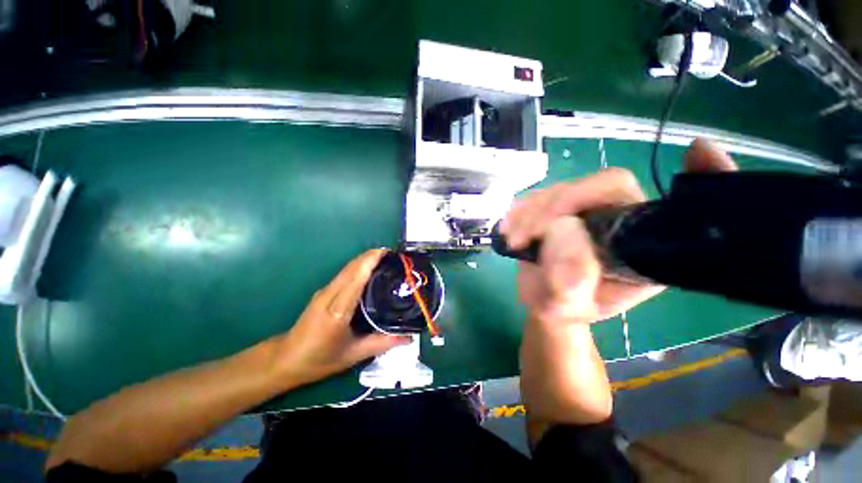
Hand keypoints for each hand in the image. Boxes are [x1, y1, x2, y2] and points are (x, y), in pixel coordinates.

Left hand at [274, 249, 410, 385]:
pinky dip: (358, 267)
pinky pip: (344, 274)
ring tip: (385, 260)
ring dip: (365, 259)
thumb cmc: (319, 359)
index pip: (357, 277)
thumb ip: (382, 343)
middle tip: (393, 255)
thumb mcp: (353, 354)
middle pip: (352, 267)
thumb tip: (408, 337)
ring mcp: (324, 291)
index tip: (390, 253)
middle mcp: (330, 295)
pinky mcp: (323, 292)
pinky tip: (369, 271)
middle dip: (372, 255)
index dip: (372, 261)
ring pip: (347, 268)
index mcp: (338, 310)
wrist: (286, 359)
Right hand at [500, 138, 737, 323]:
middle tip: (521, 235)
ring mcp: (589, 208)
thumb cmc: (561, 307)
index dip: (689, 180)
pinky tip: (509, 227)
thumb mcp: (563, 308)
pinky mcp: (561, 206)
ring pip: (562, 189)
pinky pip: (541, 195)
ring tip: (511, 238)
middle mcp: (621, 220)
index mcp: (641, 249)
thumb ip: (565, 285)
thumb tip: (562, 237)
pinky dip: (521, 208)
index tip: (699, 152)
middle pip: (598, 188)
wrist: (541, 298)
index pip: (651, 208)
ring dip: (530, 211)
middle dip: (553, 208)